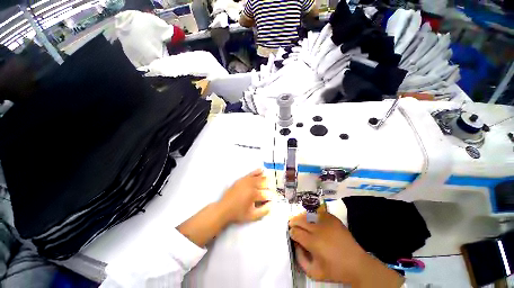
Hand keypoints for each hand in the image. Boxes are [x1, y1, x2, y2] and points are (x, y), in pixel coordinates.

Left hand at [219, 169, 273, 223]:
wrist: (224, 209)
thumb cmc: (238, 213)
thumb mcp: (252, 216)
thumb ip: (264, 211)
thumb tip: (272, 204)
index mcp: (254, 194)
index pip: (267, 194)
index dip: (271, 197)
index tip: (273, 199)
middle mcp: (251, 185)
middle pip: (265, 183)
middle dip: (269, 187)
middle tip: (270, 191)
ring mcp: (246, 181)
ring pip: (259, 177)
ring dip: (266, 179)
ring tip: (270, 181)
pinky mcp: (242, 179)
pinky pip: (252, 173)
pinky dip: (257, 172)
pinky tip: (262, 170)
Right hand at [289, 212, 402, 286]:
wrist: (357, 264)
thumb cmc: (335, 270)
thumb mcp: (314, 273)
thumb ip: (300, 259)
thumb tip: (295, 244)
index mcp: (313, 243)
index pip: (296, 232)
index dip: (291, 233)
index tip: (291, 234)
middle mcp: (318, 229)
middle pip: (300, 220)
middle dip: (293, 222)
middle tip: (291, 224)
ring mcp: (326, 222)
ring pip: (308, 214)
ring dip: (301, 216)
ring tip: (299, 220)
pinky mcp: (333, 219)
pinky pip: (318, 212)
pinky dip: (312, 213)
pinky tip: (311, 217)